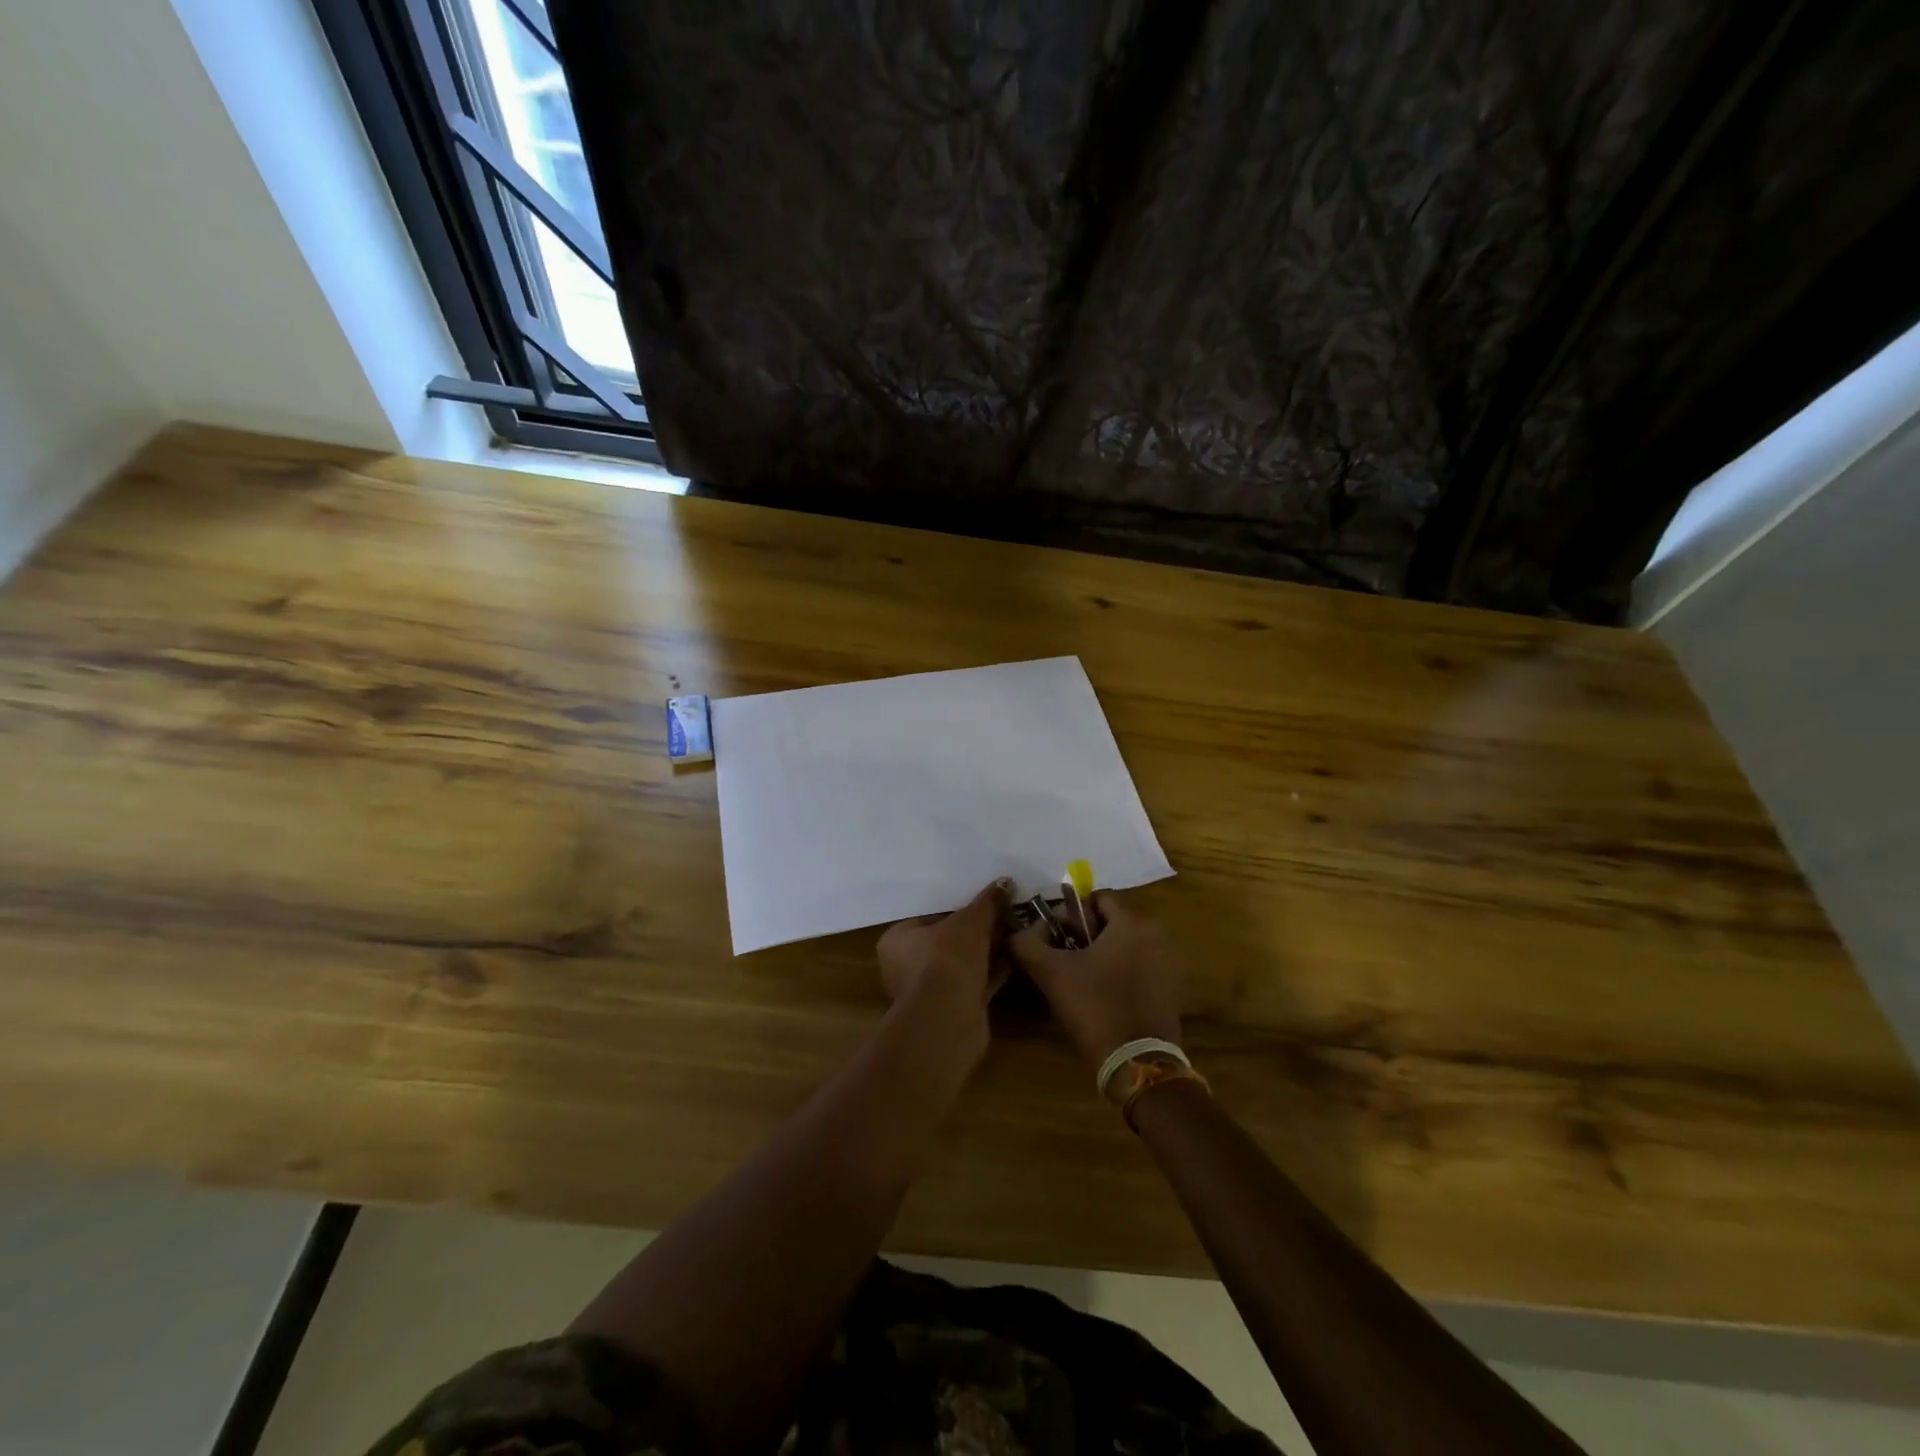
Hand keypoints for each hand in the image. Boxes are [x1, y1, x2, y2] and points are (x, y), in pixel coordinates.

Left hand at [875, 879, 1013, 1054]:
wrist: (949, 1018)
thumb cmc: (946, 958)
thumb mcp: (970, 921)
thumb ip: (987, 902)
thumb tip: (1005, 882)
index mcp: (897, 940)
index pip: (929, 916)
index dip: (959, 908)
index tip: (984, 902)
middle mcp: (906, 966)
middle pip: (948, 940)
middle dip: (977, 931)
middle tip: (1005, 914)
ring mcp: (929, 991)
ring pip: (963, 963)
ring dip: (988, 951)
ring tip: (1016, 931)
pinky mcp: (952, 1009)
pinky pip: (974, 983)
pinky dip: (993, 971)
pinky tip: (1017, 956)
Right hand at [1009, 890, 1183, 1070]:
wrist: (1137, 1063)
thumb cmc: (1095, 1007)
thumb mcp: (1051, 973)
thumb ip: (1027, 944)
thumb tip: (1019, 932)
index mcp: (1132, 922)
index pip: (1097, 898)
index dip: (1071, 915)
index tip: (1056, 939)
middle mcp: (1156, 934)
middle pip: (1112, 921)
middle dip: (1086, 935)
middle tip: (1064, 961)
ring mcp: (1168, 962)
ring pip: (1125, 945)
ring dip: (1102, 954)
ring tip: (1080, 981)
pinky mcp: (1171, 988)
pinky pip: (1139, 966)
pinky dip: (1120, 972)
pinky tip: (1103, 997)